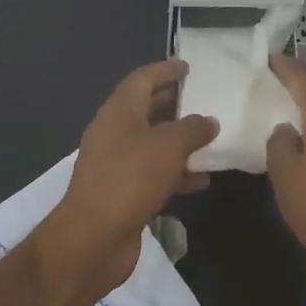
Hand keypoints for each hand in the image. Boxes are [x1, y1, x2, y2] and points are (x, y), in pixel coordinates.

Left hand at [43, 59, 217, 297]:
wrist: (94, 239)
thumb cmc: (130, 179)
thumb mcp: (168, 146)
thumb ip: (192, 129)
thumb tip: (208, 121)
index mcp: (118, 112)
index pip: (142, 79)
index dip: (165, 70)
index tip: (189, 67)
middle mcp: (114, 133)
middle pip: (147, 109)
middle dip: (175, 104)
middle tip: (205, 99)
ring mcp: (117, 164)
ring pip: (153, 143)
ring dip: (180, 141)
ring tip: (211, 138)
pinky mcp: (123, 193)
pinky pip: (154, 173)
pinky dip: (177, 172)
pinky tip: (202, 179)